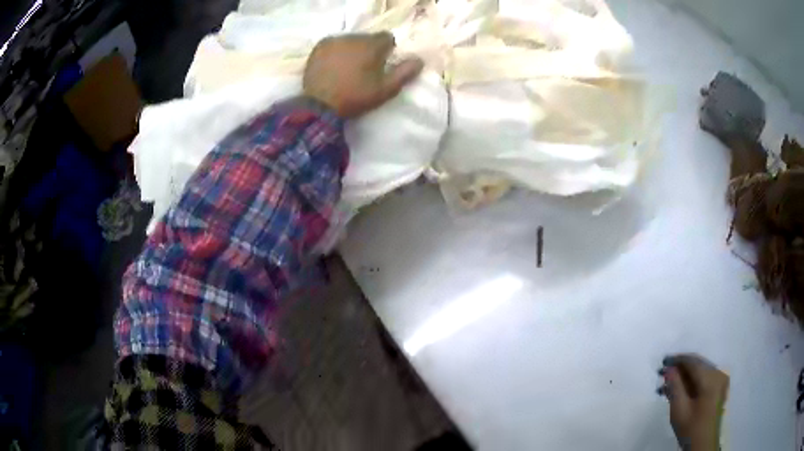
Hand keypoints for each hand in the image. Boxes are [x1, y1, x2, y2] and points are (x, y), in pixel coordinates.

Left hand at [303, 32, 423, 117]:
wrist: (319, 105)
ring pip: (350, 40)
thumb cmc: (355, 97)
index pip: (387, 38)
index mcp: (371, 45)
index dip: (387, 50)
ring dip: (352, 50)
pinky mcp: (319, 47)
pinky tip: (334, 66)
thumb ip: (404, 73)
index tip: (382, 64)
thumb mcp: (385, 90)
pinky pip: (333, 44)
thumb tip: (419, 60)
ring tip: (347, 69)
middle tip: (364, 69)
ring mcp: (334, 41)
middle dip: (369, 50)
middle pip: (367, 38)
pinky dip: (336, 52)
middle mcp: (353, 37)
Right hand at [660, 354, 728, 450]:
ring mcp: (721, 381)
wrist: (703, 445)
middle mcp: (719, 374)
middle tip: (663, 373)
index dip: (677, 360)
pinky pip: (704, 379)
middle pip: (698, 365)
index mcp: (712, 378)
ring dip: (684, 377)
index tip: (663, 361)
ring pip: (700, 372)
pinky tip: (679, 390)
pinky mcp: (719, 389)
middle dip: (680, 368)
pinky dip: (692, 382)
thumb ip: (675, 387)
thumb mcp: (679, 410)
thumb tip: (669, 369)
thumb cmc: (690, 429)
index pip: (693, 362)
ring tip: (667, 385)